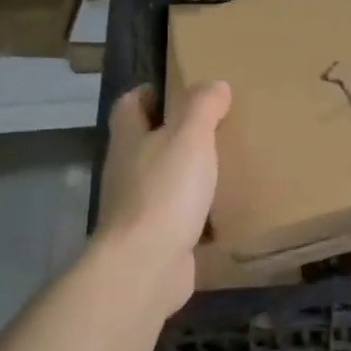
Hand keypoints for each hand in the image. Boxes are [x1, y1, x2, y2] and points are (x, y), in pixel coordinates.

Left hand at [95, 81, 232, 317]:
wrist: (146, 266)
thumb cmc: (165, 192)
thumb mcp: (189, 138)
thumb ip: (202, 107)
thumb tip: (214, 84)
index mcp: (129, 140)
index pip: (129, 105)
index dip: (149, 93)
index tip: (180, 89)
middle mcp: (127, 171)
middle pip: (145, 143)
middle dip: (174, 133)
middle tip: (214, 126)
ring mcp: (137, 208)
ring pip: (163, 180)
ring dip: (186, 174)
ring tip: (224, 165)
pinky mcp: (153, 239)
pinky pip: (177, 217)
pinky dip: (196, 212)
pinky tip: (223, 211)